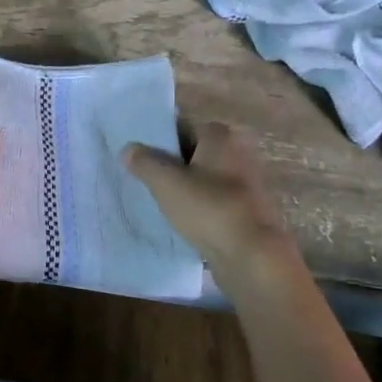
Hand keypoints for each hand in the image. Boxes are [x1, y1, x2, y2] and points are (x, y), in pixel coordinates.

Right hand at [123, 123, 297, 277]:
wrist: (252, 255)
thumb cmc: (208, 208)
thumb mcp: (165, 183)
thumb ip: (144, 162)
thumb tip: (128, 149)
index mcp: (220, 136)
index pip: (183, 126)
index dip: (160, 139)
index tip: (140, 155)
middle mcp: (238, 152)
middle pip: (195, 152)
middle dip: (173, 163)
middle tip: (145, 178)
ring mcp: (247, 182)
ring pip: (205, 177)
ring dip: (186, 187)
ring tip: (159, 200)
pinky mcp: (249, 210)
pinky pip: (216, 200)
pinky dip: (200, 206)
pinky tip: (182, 220)